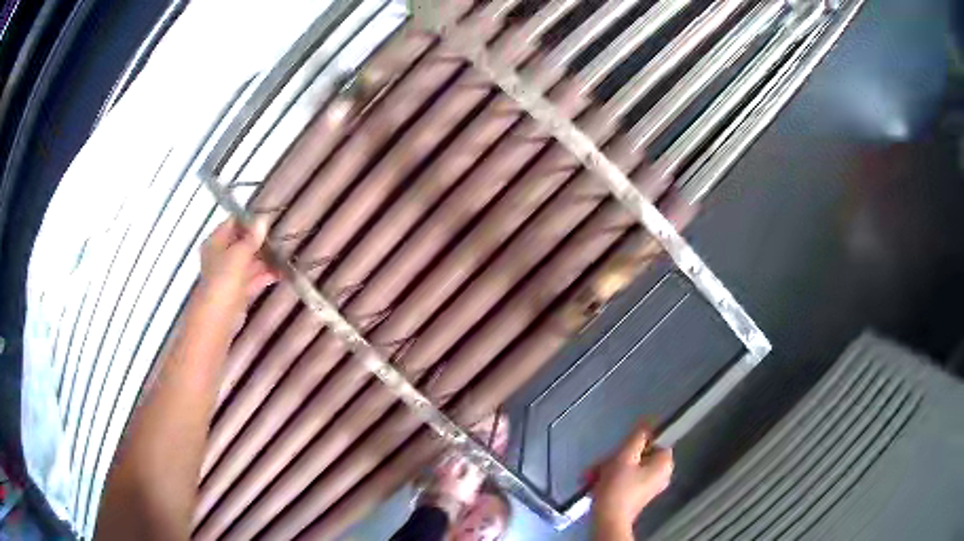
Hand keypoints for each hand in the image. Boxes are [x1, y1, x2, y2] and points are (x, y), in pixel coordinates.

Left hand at [194, 218, 276, 324]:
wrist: (218, 317)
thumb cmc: (224, 279)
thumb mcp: (239, 254)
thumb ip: (251, 238)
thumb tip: (262, 220)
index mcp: (215, 242)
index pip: (232, 223)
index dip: (249, 221)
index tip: (268, 220)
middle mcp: (221, 256)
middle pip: (241, 243)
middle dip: (260, 241)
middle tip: (280, 237)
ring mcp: (230, 274)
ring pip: (249, 261)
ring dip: (265, 259)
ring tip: (284, 255)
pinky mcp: (239, 290)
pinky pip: (254, 278)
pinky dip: (266, 275)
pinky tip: (281, 273)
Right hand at [591, 424, 673, 538]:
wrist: (608, 519)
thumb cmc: (618, 487)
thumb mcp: (625, 457)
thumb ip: (637, 437)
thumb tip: (648, 421)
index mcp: (664, 463)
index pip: (654, 442)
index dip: (635, 444)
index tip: (618, 451)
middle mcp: (662, 474)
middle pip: (639, 455)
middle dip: (615, 459)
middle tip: (600, 465)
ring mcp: (650, 487)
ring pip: (629, 468)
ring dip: (609, 469)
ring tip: (592, 475)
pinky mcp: (637, 496)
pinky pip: (626, 479)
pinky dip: (611, 479)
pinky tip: (595, 482)